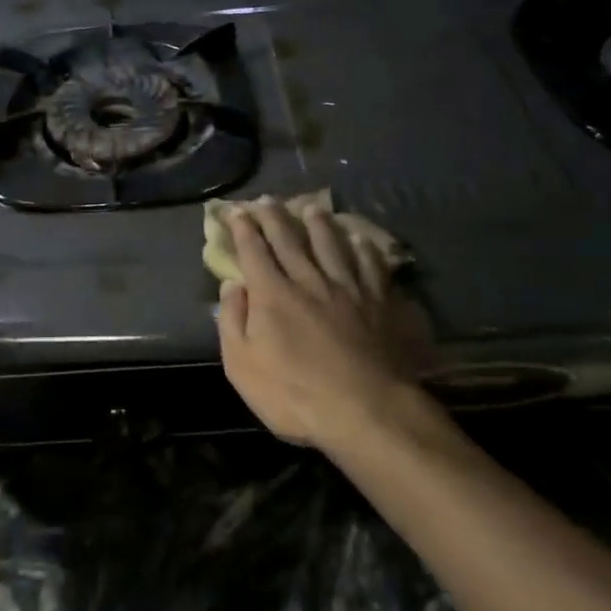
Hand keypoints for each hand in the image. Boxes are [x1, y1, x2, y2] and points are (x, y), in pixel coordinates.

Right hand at [216, 200, 427, 449]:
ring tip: (312, 208)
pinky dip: (363, 248)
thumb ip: (233, 322)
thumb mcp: (243, 367)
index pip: (253, 250)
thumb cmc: (296, 395)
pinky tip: (360, 239)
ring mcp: (347, 288)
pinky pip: (370, 265)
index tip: (236, 211)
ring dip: (319, 223)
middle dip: (274, 217)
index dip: (242, 229)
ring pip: (330, 244)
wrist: (367, 411)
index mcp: (272, 294)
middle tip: (267, 199)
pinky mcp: (379, 301)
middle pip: (289, 239)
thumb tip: (231, 285)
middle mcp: (308, 280)